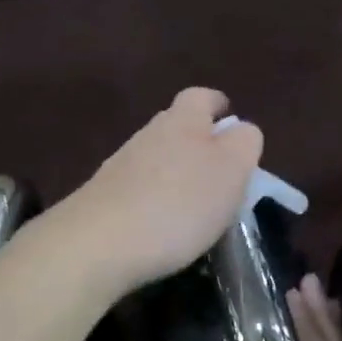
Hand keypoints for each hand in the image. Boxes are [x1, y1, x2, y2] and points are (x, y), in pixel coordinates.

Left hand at [58, 87, 262, 297]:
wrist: (97, 243)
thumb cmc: (177, 204)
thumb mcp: (230, 171)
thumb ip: (243, 143)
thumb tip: (241, 130)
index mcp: (182, 121)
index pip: (201, 97)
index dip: (217, 104)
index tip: (229, 118)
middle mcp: (147, 135)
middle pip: (176, 126)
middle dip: (198, 140)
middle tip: (220, 168)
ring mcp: (120, 166)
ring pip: (156, 157)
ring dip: (175, 171)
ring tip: (195, 203)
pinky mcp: (103, 197)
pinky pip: (138, 187)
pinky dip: (155, 197)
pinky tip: (163, 224)